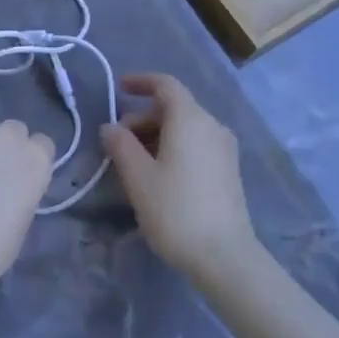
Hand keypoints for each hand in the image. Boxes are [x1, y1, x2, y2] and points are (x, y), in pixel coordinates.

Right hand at [100, 73, 259, 283]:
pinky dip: (174, 147)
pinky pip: (197, 144)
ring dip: (156, 134)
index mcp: (190, 119)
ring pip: (185, 128)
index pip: (166, 85)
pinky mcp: (229, 170)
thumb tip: (110, 127)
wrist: (224, 255)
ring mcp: (224, 149)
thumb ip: (121, 145)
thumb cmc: (175, 210)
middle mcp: (212, 126)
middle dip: (143, 117)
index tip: (119, 88)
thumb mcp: (138, 176)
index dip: (141, 82)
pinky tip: (158, 173)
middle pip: (174, 108)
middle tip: (117, 142)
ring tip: (133, 161)